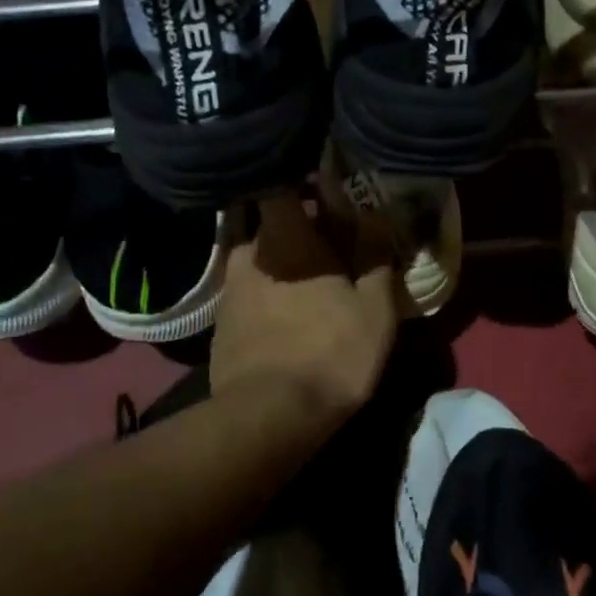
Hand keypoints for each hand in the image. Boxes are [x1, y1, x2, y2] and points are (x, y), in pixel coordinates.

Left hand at [210, 194, 399, 427]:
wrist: (270, 416)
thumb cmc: (332, 351)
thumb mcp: (374, 305)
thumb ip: (374, 254)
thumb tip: (374, 213)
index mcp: (285, 238)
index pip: (280, 185)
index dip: (300, 179)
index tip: (323, 187)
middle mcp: (249, 253)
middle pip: (271, 224)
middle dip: (297, 228)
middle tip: (329, 242)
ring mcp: (230, 290)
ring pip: (259, 260)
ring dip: (282, 263)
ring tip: (309, 282)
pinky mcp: (221, 323)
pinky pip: (248, 292)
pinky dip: (267, 294)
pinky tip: (286, 315)